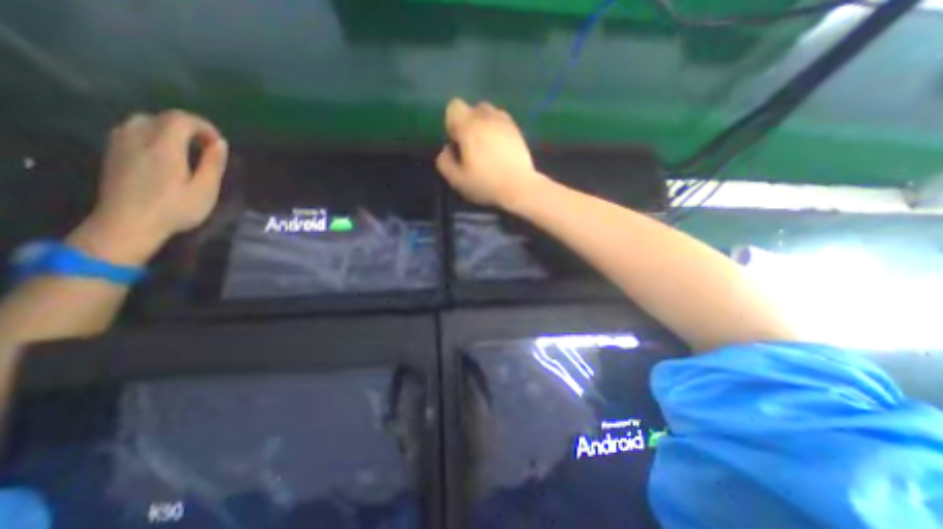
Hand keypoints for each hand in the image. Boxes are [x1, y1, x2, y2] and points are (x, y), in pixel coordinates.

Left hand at [66, 109, 226, 266]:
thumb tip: (220, 143)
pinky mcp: (112, 154)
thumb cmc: (174, 209)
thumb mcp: (205, 190)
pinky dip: (152, 134)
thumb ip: (213, 164)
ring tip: (186, 149)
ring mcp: (120, 145)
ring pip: (143, 121)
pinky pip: (131, 131)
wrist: (127, 225)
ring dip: (168, 129)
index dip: (204, 126)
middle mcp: (138, 139)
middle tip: (206, 147)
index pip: (181, 119)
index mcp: (163, 147)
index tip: (219, 144)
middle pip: (162, 117)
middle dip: (188, 127)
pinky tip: (163, 152)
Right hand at [438, 98, 549, 209]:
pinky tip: (499, 148)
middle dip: (468, 123)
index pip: (454, 107)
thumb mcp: (457, 180)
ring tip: (486, 146)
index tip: (457, 142)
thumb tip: (447, 149)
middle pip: (472, 109)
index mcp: (469, 127)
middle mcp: (487, 118)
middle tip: (471, 146)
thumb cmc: (486, 184)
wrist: (519, 187)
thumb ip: (444, 162)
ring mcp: (505, 122)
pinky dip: (497, 130)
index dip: (452, 123)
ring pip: (489, 113)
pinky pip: (502, 121)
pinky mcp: (517, 130)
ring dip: (484, 125)